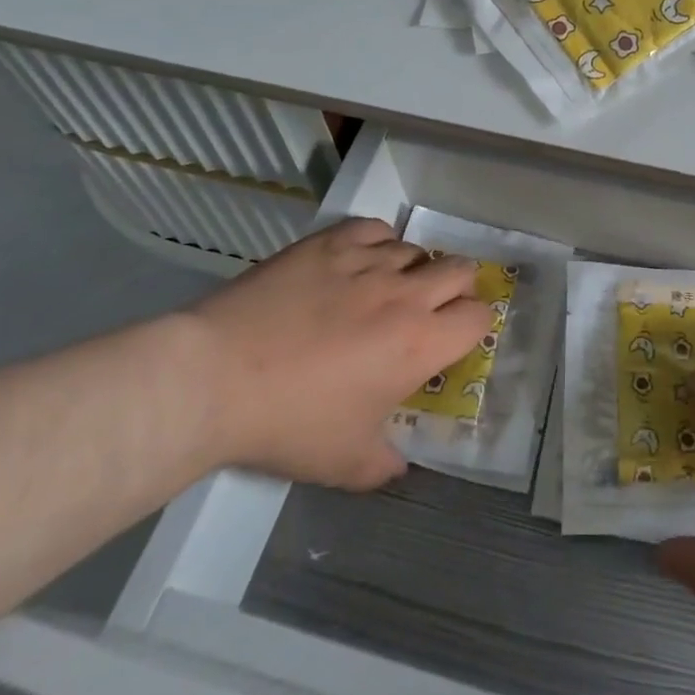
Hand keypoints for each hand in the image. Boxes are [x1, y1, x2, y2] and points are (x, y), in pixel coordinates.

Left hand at [186, 217, 491, 488]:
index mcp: (419, 344)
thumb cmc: (288, 423)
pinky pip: (374, 228)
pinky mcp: (330, 243)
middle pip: (460, 269)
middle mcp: (404, 294)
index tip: (454, 340)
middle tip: (429, 309)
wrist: (216, 377)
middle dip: (456, 288)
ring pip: (416, 249)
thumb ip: (384, 465)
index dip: (474, 327)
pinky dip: (377, 242)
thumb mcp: (344, 463)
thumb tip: (399, 465)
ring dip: (413, 268)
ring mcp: (366, 262)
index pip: (478, 317)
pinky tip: (359, 261)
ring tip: (386, 288)